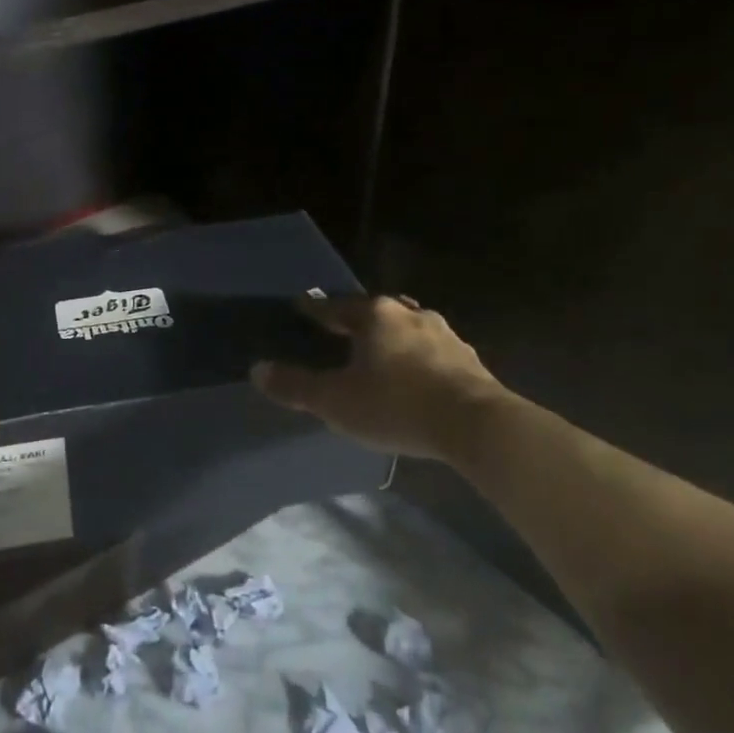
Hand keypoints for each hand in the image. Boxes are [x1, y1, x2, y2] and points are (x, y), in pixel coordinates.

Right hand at [249, 295, 507, 460]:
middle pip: (375, 310)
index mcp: (375, 315)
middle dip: (357, 318)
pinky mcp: (469, 359)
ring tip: (380, 351)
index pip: (335, 307)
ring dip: (392, 335)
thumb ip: (296, 386)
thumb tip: (257, 369)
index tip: (301, 307)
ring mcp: (444, 334)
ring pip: (407, 326)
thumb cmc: (397, 405)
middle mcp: (409, 314)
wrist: (476, 425)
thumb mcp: (336, 400)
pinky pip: (432, 349)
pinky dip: (417, 356)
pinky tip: (415, 374)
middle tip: (341, 329)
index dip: (315, 310)